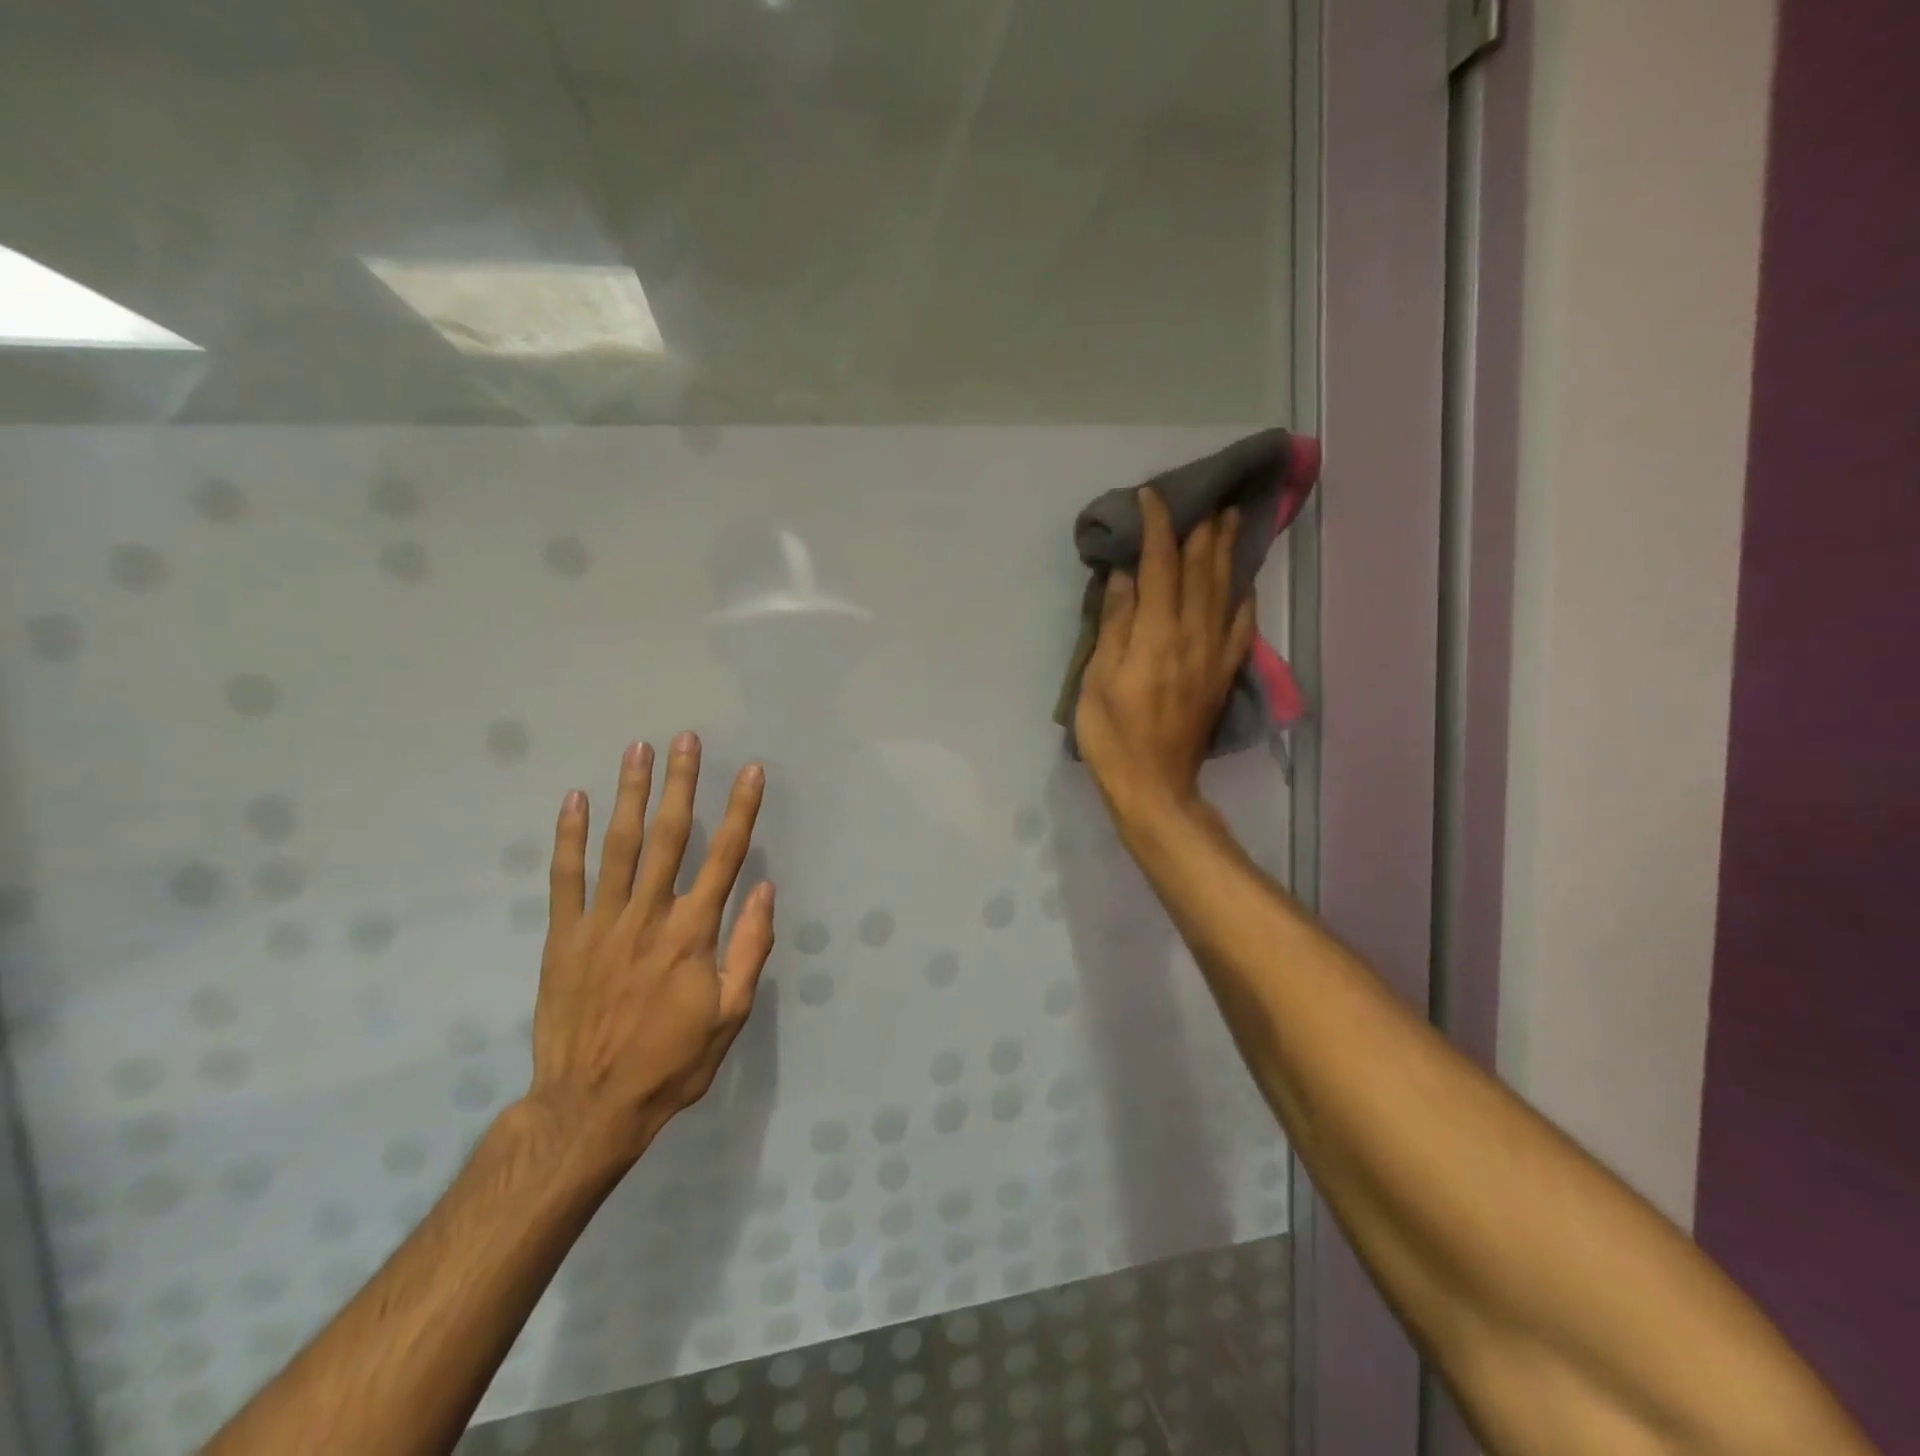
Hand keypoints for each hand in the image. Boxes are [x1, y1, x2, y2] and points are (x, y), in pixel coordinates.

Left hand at [525, 732, 775, 1165]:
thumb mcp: (730, 1015)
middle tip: (684, 739)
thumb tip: (763, 889)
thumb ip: (749, 948)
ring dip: (629, 794)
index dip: (740, 811)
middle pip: (668, 837)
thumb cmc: (671, 1063)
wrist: (589, 1106)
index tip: (749, 771)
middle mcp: (648, 916)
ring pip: (617, 845)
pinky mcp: (563, 937)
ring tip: (636, 750)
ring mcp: (601, 923)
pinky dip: (569, 837)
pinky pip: (565, 878)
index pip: (724, 857)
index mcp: (692, 934)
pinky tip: (575, 800)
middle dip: (679, 784)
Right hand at [1075, 489, 1253, 827]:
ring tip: (1231, 520)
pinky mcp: (1223, 674)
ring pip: (1226, 591)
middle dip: (1201, 529)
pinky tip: (1245, 582)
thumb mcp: (1097, 678)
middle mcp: (1192, 635)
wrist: (1154, 785)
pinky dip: (1244, 598)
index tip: (1151, 497)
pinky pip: (1242, 627)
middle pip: (1201, 570)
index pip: (1161, 565)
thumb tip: (1126, 575)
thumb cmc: (1113, 734)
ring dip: (1227, 552)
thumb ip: (1115, 624)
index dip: (1158, 527)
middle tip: (1204, 497)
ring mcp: (1214, 654)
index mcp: (1156, 633)